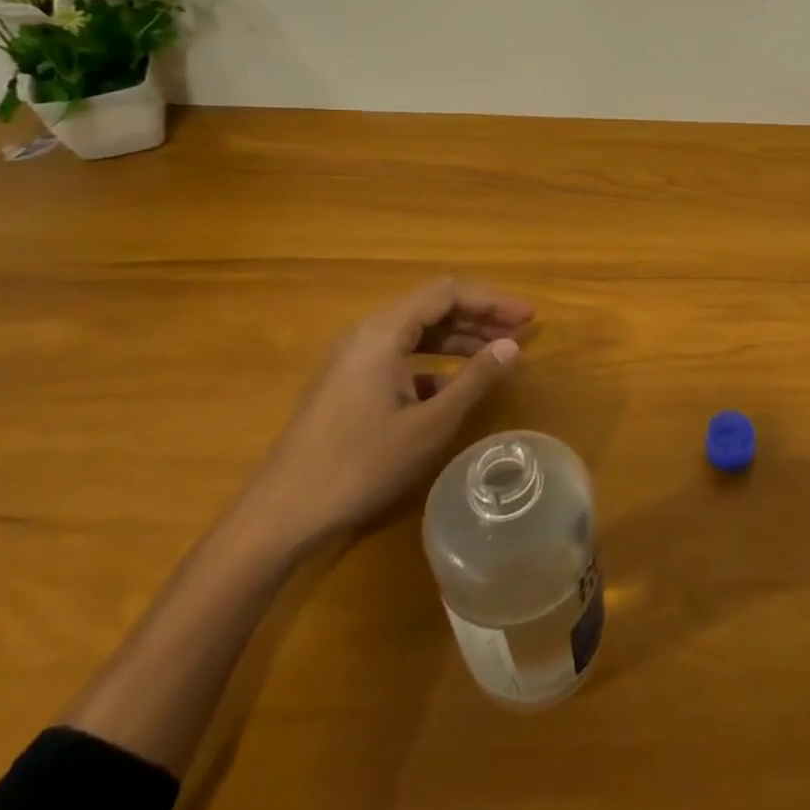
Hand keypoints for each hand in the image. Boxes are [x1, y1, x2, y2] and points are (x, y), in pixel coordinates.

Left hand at [244, 278, 535, 545]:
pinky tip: (453, 387)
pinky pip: (399, 356)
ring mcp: (352, 359)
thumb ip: (475, 379)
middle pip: (431, 307)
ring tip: (496, 353)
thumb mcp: (430, 424)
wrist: (281, 515)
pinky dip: (432, 362)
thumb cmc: (361, 465)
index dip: (492, 301)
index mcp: (383, 332)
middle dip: (478, 316)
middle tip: (519, 333)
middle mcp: (365, 333)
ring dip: (458, 338)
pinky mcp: (347, 384)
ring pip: (416, 332)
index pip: (447, 293)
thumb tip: (512, 346)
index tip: (528, 318)